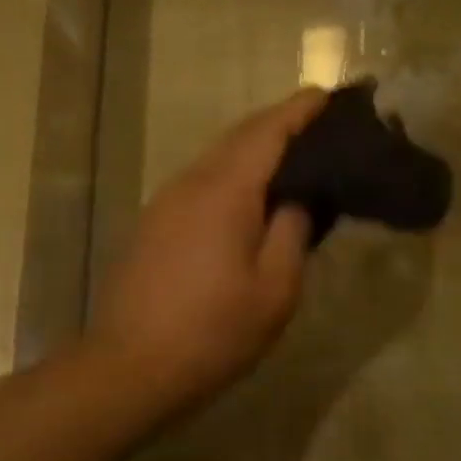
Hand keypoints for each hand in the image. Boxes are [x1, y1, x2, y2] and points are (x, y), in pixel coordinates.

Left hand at [87, 89, 327, 407]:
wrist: (130, 366)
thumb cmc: (213, 331)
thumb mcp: (274, 289)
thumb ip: (292, 230)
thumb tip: (298, 197)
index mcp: (225, 189)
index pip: (268, 130)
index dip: (301, 109)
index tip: (331, 94)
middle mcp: (191, 181)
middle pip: (240, 136)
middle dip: (280, 123)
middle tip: (321, 126)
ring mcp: (166, 201)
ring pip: (218, 157)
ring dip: (255, 148)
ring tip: (294, 158)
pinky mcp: (154, 222)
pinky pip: (202, 180)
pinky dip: (234, 173)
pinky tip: (252, 197)